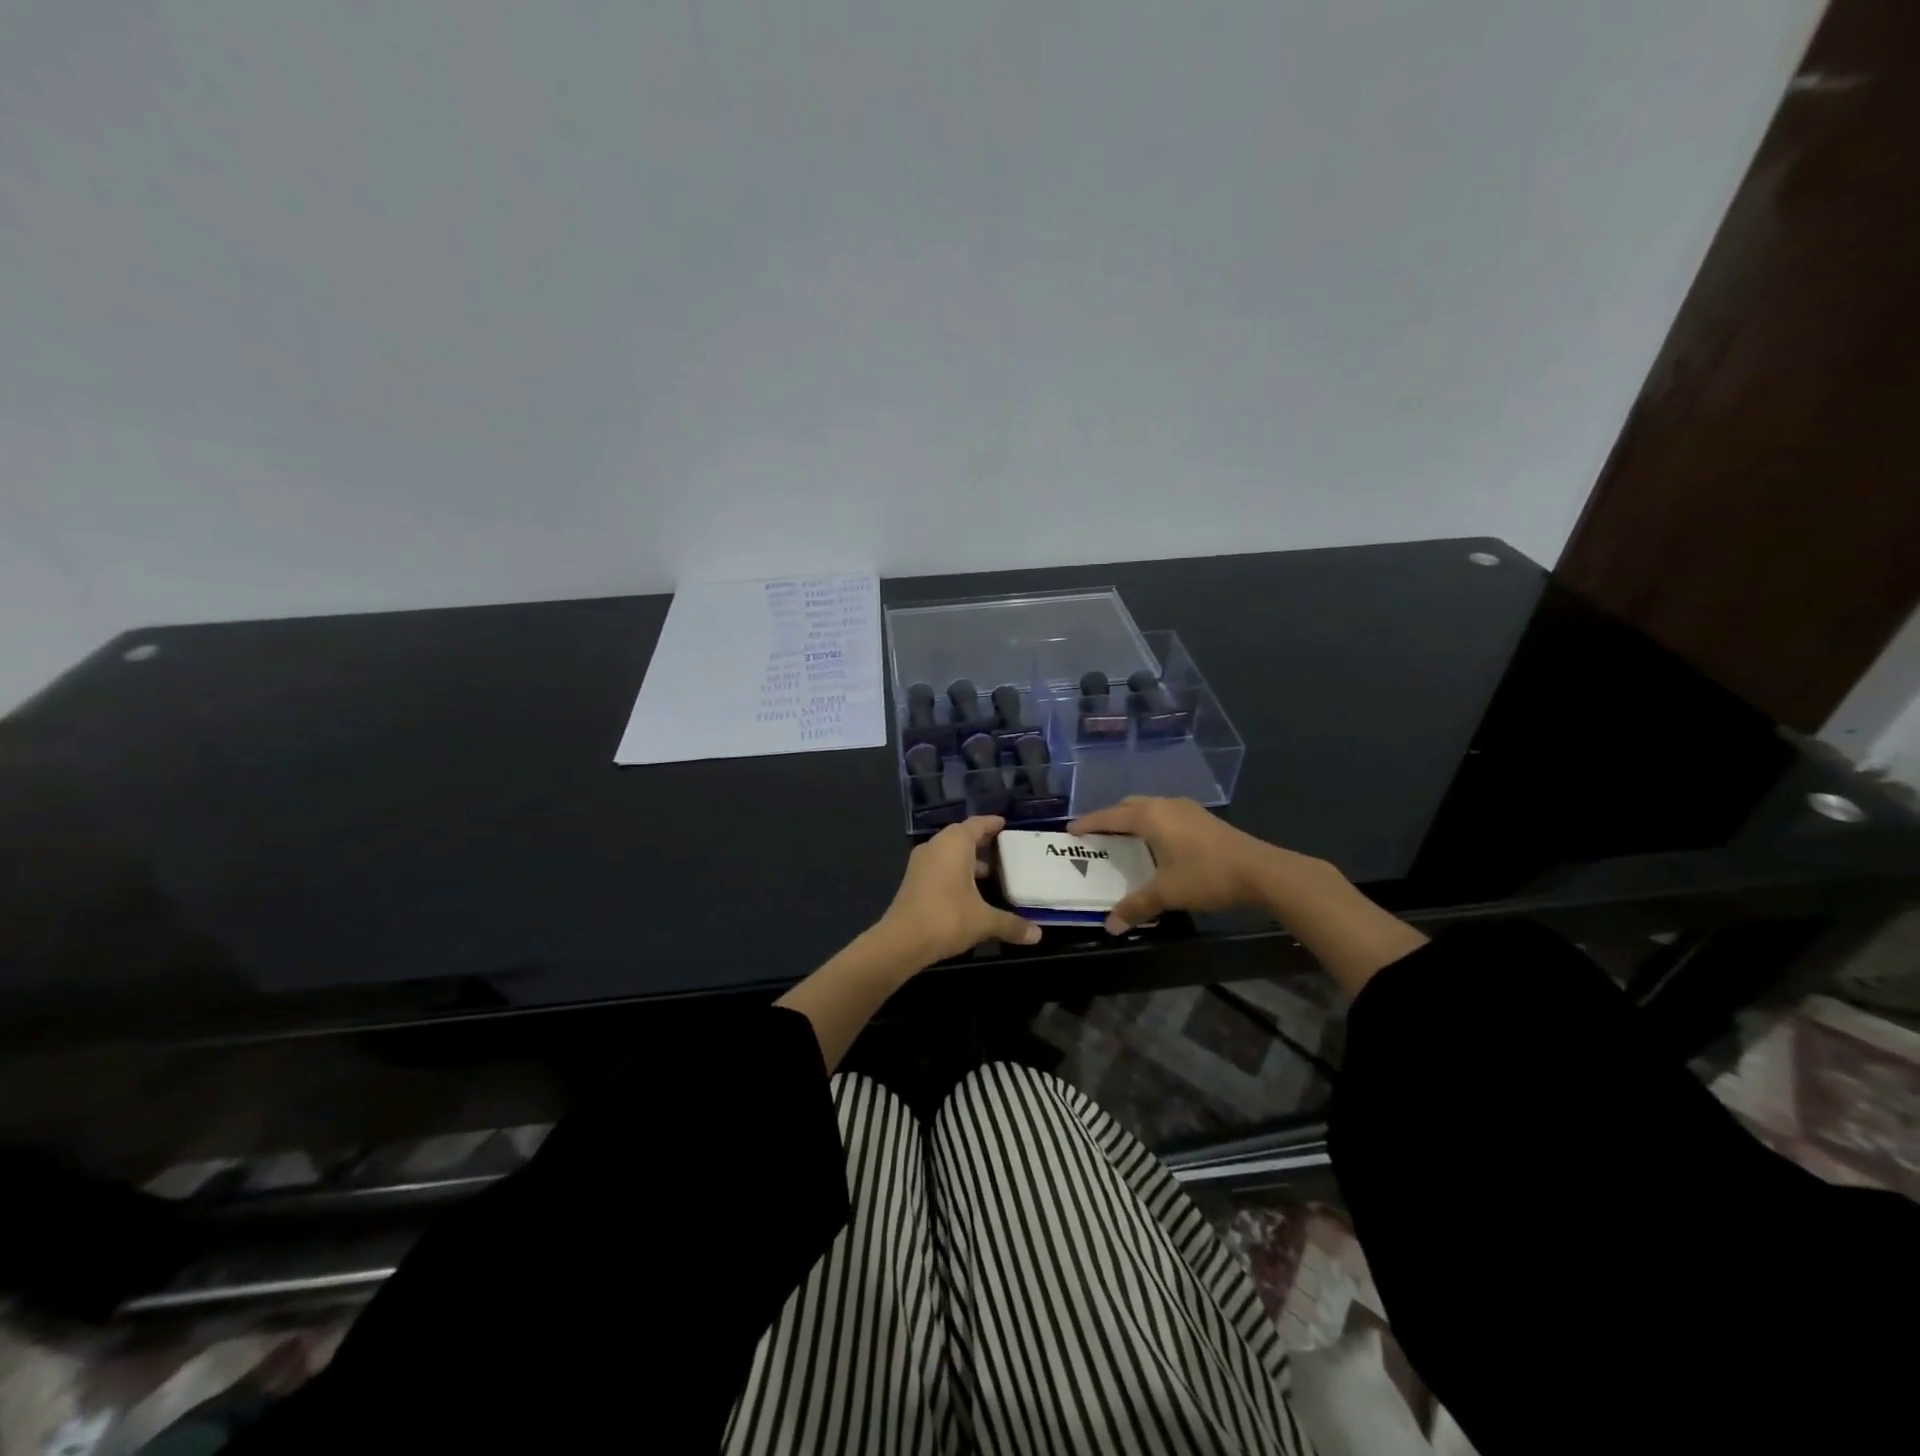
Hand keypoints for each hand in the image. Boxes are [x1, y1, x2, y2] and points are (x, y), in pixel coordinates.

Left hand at [878, 816, 1041, 965]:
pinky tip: (968, 890)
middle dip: (981, 841)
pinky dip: (955, 870)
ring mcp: (921, 863)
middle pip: (961, 835)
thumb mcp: (984, 921)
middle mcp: (936, 846)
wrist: (901, 941)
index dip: (991, 823)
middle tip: (1002, 847)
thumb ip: (1012, 924)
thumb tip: (1038, 934)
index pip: (976, 824)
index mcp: (954, 844)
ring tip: (990, 872)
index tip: (1004, 823)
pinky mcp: (913, 880)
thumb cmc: (947, 919)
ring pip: (948, 852)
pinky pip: (939, 865)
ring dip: (967, 858)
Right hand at [1067, 795, 1294, 932]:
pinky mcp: (1204, 819)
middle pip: (1129, 806)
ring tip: (1124, 839)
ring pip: (1150, 808)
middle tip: (1097, 835)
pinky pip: (1166, 815)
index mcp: (1150, 817)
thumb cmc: (1206, 875)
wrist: (1260, 871)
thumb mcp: (1166, 893)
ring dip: (1134, 820)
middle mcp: (1165, 806)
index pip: (1110, 816)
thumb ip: (1136, 907)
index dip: (1089, 823)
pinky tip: (1157, 844)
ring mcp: (1187, 810)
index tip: (1071, 830)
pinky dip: (1152, 825)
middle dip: (1111, 818)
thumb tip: (1110, 926)